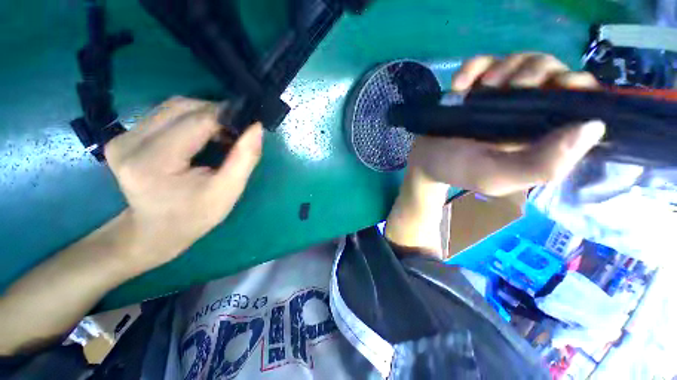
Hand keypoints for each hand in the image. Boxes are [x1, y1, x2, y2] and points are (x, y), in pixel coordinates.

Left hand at [105, 97, 262, 270]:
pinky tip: (203, 134)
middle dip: (215, 113)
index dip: (226, 118)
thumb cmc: (196, 216)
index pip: (196, 122)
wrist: (156, 230)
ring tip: (222, 133)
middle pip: (181, 107)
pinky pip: (164, 114)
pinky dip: (190, 119)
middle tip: (237, 131)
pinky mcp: (124, 137)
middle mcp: (129, 143)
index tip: (248, 124)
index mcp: (154, 162)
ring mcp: (122, 138)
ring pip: (172, 107)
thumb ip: (245, 158)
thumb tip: (257, 127)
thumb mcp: (228, 191)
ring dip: (204, 114)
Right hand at [408, 53, 605, 195]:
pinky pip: (486, 62)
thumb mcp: (497, 176)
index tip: (558, 86)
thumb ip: (543, 164)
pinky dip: (474, 66)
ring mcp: (502, 96)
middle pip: (554, 71)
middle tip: (508, 89)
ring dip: (504, 68)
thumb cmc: (457, 169)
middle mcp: (528, 112)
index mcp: (543, 136)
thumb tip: (594, 126)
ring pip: (523, 61)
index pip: (580, 103)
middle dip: (535, 72)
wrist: (424, 160)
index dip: (577, 87)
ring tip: (479, 90)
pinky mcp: (477, 87)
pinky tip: (459, 84)